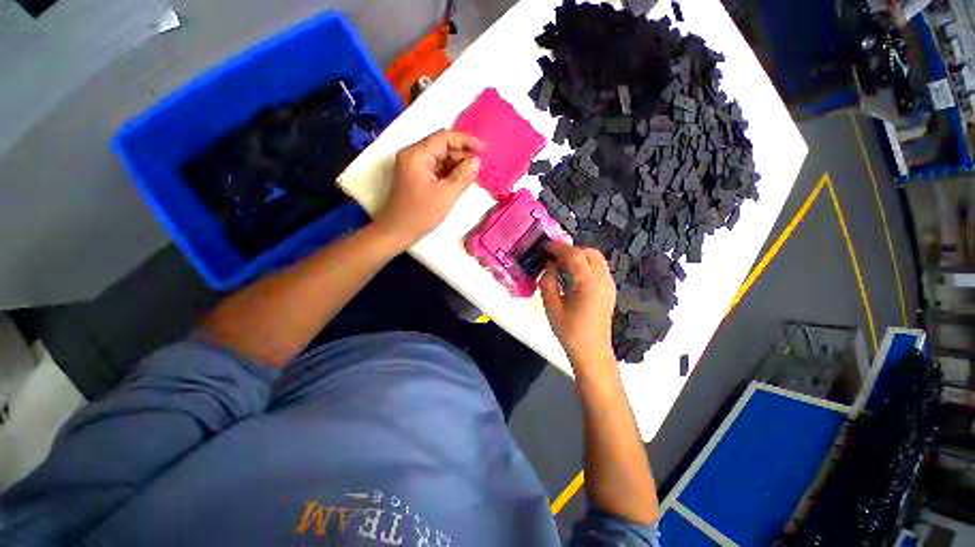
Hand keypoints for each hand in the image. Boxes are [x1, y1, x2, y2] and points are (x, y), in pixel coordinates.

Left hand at [374, 129, 482, 249]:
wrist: (397, 232)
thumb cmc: (420, 215)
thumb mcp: (445, 195)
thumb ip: (463, 176)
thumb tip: (477, 161)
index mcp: (416, 155)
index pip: (444, 137)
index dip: (466, 141)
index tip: (484, 150)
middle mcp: (413, 155)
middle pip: (442, 146)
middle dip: (462, 154)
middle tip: (480, 166)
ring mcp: (414, 165)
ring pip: (441, 157)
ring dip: (458, 164)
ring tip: (474, 174)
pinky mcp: (417, 175)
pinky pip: (437, 168)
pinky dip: (450, 172)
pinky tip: (463, 179)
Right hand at [540, 241, 617, 373]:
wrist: (591, 352)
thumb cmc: (569, 331)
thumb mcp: (552, 306)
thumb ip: (548, 281)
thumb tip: (548, 265)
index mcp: (589, 285)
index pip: (575, 256)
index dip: (559, 248)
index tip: (545, 247)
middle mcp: (603, 281)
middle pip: (590, 252)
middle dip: (570, 250)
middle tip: (553, 256)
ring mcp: (609, 285)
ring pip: (596, 259)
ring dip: (579, 255)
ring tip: (560, 263)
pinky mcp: (609, 290)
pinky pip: (598, 268)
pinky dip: (585, 264)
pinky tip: (572, 273)